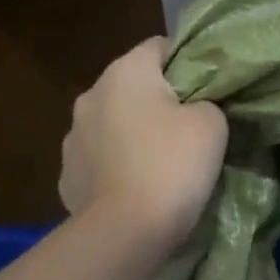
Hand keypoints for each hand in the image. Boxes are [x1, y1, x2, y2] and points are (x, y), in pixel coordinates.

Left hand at [60, 38, 227, 250]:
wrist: (126, 231)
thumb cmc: (172, 166)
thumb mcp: (212, 124)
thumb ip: (206, 102)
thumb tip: (194, 108)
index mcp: (125, 72)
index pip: (160, 47)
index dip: (188, 64)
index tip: (207, 91)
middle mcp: (90, 95)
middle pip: (132, 86)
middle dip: (157, 101)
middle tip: (187, 129)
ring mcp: (72, 137)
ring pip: (112, 124)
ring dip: (132, 134)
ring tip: (158, 164)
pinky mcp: (67, 175)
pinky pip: (99, 160)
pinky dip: (116, 167)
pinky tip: (134, 188)